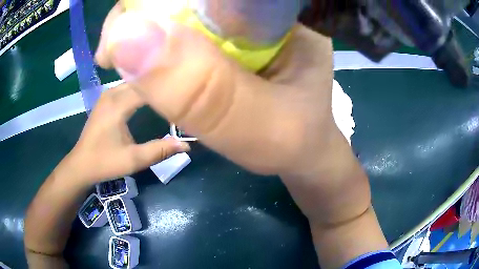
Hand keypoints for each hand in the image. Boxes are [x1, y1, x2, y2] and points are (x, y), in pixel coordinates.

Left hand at [68, 84, 189, 184]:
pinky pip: (126, 87)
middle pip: (141, 80)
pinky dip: (140, 88)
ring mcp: (107, 95)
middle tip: (180, 88)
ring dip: (149, 85)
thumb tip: (186, 145)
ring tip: (168, 89)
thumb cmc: (105, 162)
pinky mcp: (105, 100)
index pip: (147, 86)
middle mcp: (112, 93)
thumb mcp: (133, 160)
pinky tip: (149, 94)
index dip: (166, 86)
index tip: (185, 90)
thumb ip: (159, 151)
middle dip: (159, 83)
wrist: (81, 164)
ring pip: (133, 82)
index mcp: (118, 104)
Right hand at [95, 5, 369, 224]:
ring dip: (148, 33)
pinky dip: (160, 46)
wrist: (304, 152)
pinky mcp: (235, 41)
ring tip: (124, 61)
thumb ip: (202, 90)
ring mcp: (249, 25)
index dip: (159, 2)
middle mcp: (267, 12)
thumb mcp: (256, 127)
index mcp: (287, 17)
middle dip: (147, 17)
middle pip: (195, 1)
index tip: (119, 32)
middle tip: (113, 50)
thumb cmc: (294, 143)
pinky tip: (147, 66)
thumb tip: (128, 39)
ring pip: (186, 13)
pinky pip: (188, 32)